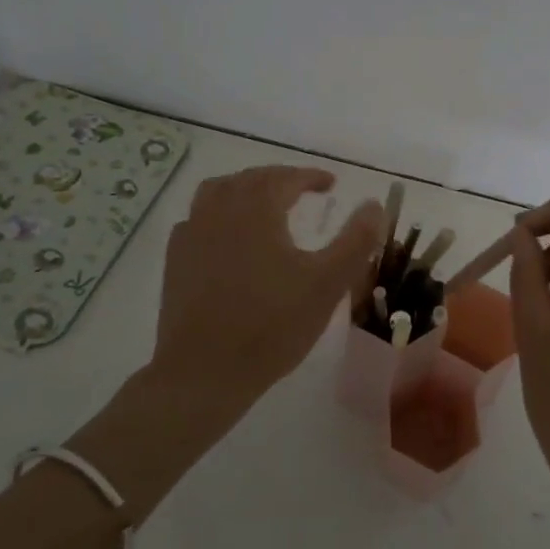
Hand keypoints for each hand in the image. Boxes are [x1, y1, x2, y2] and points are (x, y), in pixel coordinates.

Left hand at [152, 165, 381, 415]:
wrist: (204, 372)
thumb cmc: (272, 325)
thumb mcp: (328, 284)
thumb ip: (356, 240)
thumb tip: (374, 205)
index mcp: (257, 209)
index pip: (286, 178)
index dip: (311, 176)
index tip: (331, 183)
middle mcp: (221, 211)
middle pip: (251, 179)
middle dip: (279, 179)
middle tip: (302, 190)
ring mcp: (192, 234)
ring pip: (217, 191)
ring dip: (244, 189)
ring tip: (263, 203)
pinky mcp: (175, 260)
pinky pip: (196, 219)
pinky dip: (217, 214)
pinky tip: (226, 235)